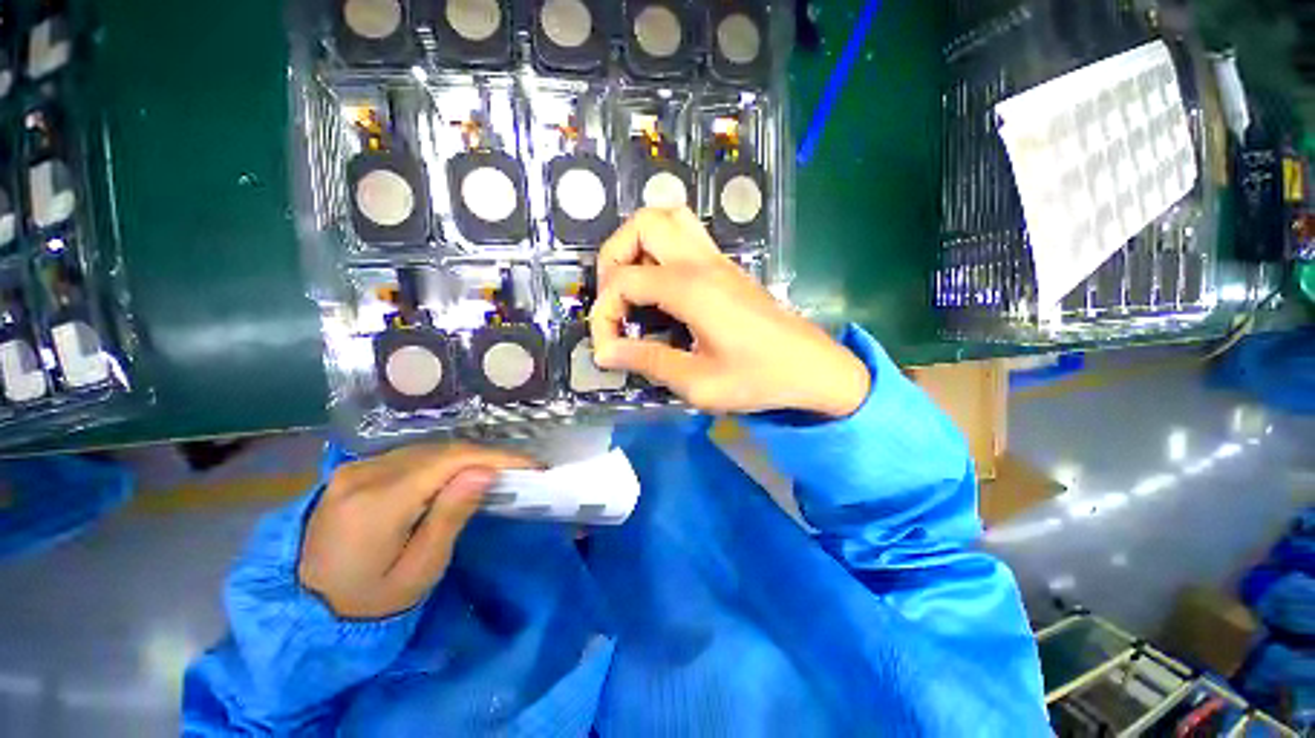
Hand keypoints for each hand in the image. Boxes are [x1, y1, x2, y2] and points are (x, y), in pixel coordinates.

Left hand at [299, 443, 536, 619]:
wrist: (301, 611)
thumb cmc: (367, 604)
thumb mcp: (418, 571)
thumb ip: (450, 517)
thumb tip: (485, 472)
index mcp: (377, 504)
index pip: (449, 462)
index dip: (496, 457)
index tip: (531, 464)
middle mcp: (363, 475)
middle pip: (440, 451)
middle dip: (486, 457)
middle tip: (519, 470)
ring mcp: (354, 470)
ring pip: (427, 450)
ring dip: (467, 458)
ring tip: (496, 472)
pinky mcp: (352, 472)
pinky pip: (410, 457)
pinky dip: (443, 462)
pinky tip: (458, 475)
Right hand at [590, 207, 869, 416]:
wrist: (812, 368)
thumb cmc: (758, 378)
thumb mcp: (698, 382)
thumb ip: (648, 362)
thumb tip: (605, 352)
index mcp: (691, 289)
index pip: (624, 281)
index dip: (603, 314)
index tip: (606, 348)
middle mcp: (701, 263)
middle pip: (642, 223)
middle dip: (613, 256)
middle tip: (613, 299)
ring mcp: (717, 260)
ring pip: (667, 217)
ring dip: (638, 243)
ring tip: (632, 284)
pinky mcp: (726, 267)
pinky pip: (686, 235)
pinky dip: (660, 247)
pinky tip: (659, 286)